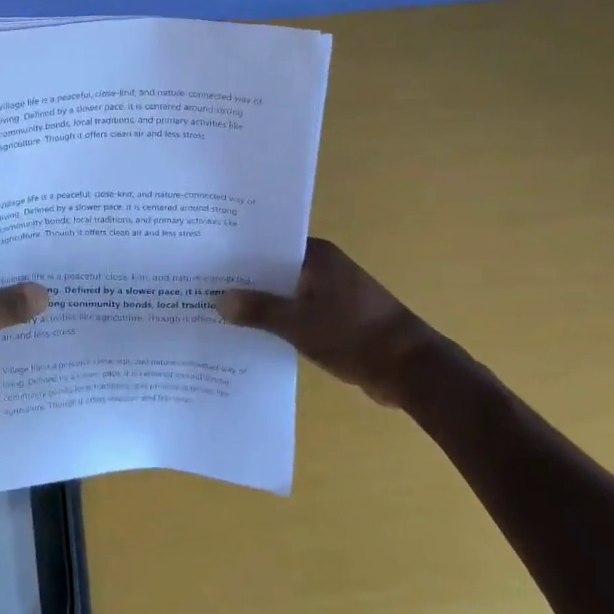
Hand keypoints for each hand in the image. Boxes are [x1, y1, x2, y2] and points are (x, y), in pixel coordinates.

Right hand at [215, 238, 457, 408]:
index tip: (205, 262)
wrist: (412, 370)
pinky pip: (297, 312)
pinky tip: (251, 334)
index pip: (267, 244)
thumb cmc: (355, 335)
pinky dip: (278, 320)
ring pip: (284, 292)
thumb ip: (259, 310)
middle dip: (244, 281)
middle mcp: (323, 267)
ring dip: (261, 304)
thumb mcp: (300, 324)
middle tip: (202, 288)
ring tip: (218, 312)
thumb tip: (220, 300)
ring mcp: (331, 292)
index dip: (237, 253)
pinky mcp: (336, 317)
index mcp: (316, 256)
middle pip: (273, 268)